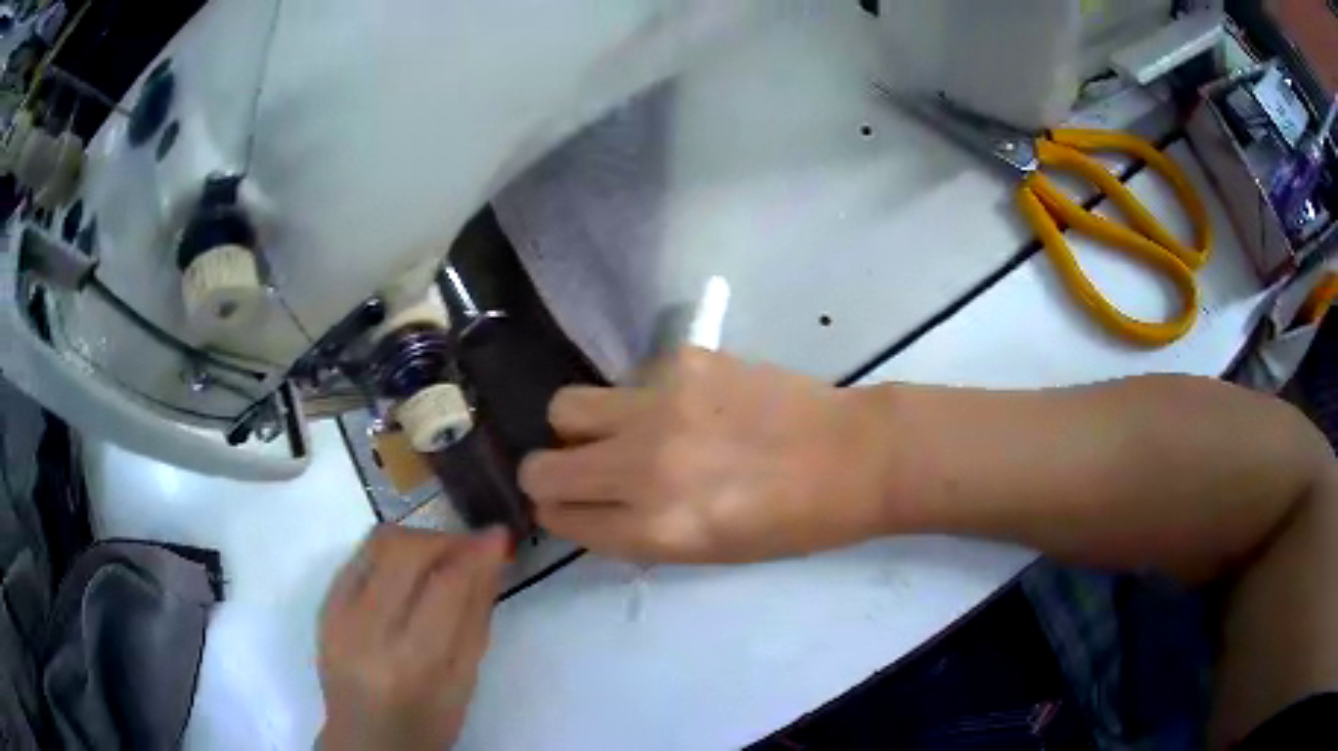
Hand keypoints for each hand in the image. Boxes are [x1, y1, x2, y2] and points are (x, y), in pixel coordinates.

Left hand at [317, 525, 508, 750]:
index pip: (445, 586)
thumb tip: (491, 559)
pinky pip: (359, 556)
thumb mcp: (464, 682)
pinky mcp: (324, 605)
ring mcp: (338, 613)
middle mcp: (368, 629)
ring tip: (440, 555)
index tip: (498, 535)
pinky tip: (406, 570)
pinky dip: (390, 552)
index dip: (475, 552)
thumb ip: (476, 618)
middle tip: (470, 547)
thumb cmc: (426, 723)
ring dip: (417, 539)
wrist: (364, 739)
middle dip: (445, 538)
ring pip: (378, 543)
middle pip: (405, 552)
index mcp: (412, 661)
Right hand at [519, 348, 891, 562]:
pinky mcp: (681, 361)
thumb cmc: (789, 523)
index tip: (573, 507)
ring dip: (579, 427)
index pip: (560, 519)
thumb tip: (589, 506)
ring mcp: (659, 406)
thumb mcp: (706, 552)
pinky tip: (682, 406)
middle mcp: (643, 468)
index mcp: (655, 529)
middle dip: (550, 475)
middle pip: (541, 468)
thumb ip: (636, 531)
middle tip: (582, 471)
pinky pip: (627, 380)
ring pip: (564, 407)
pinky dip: (638, 398)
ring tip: (619, 431)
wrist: (850, 456)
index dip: (561, 515)